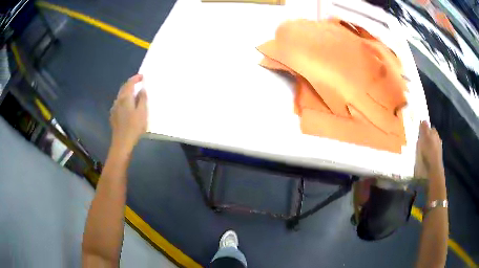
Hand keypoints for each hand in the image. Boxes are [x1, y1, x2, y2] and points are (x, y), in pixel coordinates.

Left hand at [109, 74, 147, 153]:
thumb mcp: (142, 112)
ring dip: (127, 92)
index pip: (129, 83)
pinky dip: (124, 99)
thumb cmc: (134, 127)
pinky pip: (119, 103)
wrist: (122, 142)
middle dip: (131, 83)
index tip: (142, 76)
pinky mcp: (113, 115)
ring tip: (134, 93)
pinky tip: (128, 105)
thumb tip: (142, 89)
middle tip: (138, 83)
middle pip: (123, 88)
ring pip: (120, 95)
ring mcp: (114, 108)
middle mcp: (118, 100)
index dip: (136, 78)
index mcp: (125, 98)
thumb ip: (143, 99)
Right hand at [415, 121, 443, 181]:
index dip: (425, 129)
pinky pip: (432, 152)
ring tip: (421, 150)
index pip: (430, 128)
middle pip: (431, 136)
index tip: (419, 132)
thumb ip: (424, 128)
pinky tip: (425, 157)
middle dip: (427, 137)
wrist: (434, 168)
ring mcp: (438, 149)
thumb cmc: (428, 151)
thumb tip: (423, 119)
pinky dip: (428, 153)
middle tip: (419, 141)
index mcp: (435, 133)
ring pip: (432, 144)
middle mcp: (438, 139)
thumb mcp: (424, 137)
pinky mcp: (436, 158)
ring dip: (427, 146)